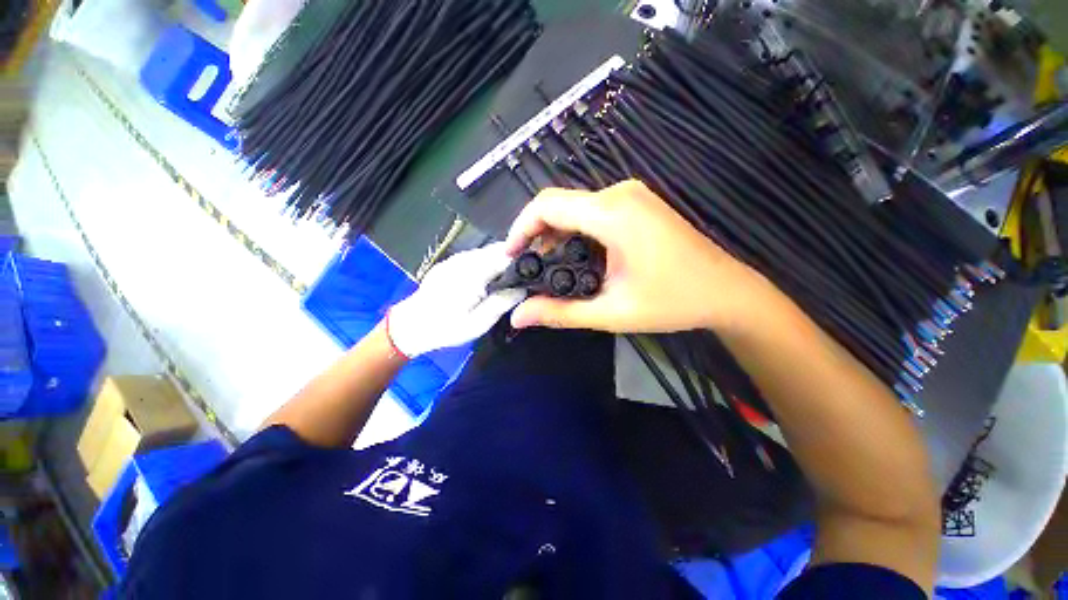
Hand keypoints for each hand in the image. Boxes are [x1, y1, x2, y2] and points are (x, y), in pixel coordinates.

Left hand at [387, 243, 525, 357]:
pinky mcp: (451, 261)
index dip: (524, 260)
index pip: (506, 255)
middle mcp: (464, 259)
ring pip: (488, 251)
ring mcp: (456, 258)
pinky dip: (489, 264)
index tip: (536, 270)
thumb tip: (524, 288)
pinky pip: (476, 256)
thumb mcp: (479, 322)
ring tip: (510, 280)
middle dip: (515, 259)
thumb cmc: (446, 328)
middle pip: (498, 250)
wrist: (411, 326)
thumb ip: (502, 302)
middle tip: (525, 278)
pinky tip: (489, 279)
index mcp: (473, 272)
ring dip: (502, 261)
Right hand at [504, 180, 769, 333]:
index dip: (520, 228)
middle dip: (536, 235)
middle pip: (559, 204)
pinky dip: (574, 231)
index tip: (510, 257)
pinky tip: (576, 257)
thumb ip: (559, 313)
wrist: (726, 292)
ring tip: (549, 268)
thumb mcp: (610, 312)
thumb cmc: (671, 303)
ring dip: (555, 234)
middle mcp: (619, 193)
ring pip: (574, 207)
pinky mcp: (637, 203)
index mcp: (613, 214)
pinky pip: (592, 210)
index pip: (547, 205)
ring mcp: (631, 195)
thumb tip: (517, 317)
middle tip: (528, 268)